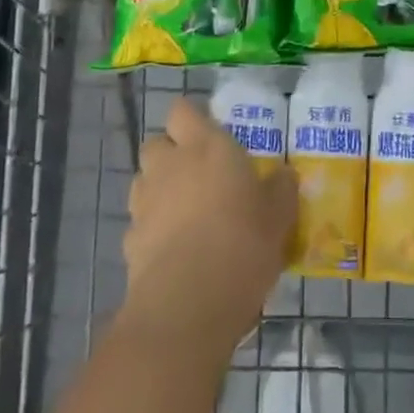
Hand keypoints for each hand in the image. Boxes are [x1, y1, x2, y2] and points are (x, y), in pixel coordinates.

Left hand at [120, 99, 297, 351]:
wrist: (189, 302)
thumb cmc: (243, 242)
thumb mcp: (279, 215)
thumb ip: (280, 189)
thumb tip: (284, 175)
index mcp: (206, 146)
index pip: (182, 111)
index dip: (192, 119)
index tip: (210, 133)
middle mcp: (170, 165)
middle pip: (156, 143)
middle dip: (171, 154)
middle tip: (199, 174)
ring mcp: (145, 203)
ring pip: (143, 181)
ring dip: (159, 189)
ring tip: (186, 213)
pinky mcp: (130, 241)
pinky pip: (140, 223)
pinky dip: (152, 230)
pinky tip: (174, 251)